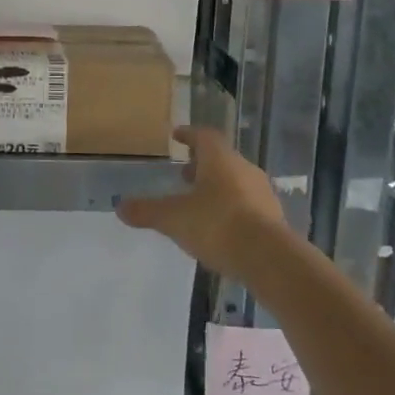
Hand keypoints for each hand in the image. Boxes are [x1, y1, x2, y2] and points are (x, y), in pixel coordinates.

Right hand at [116, 126, 292, 281]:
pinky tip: (220, 228)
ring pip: (236, 182)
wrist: (270, 260)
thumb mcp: (173, 218)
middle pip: (222, 159)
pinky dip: (232, 209)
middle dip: (202, 165)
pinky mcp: (275, 220)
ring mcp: (263, 194)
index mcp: (219, 159)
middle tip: (184, 174)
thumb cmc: (217, 225)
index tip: (177, 136)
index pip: (204, 136)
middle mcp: (244, 169)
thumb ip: (147, 211)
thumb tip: (119, 207)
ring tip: (199, 203)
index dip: (189, 135)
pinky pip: (248, 205)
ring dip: (218, 187)